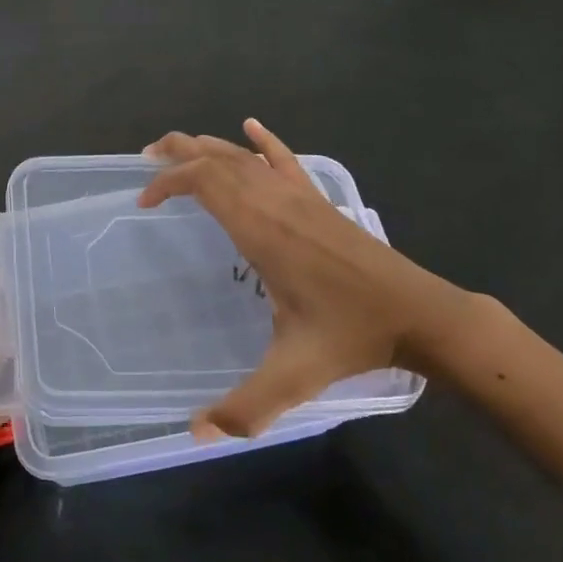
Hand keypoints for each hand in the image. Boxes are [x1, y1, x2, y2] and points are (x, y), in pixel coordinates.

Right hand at [140, 119, 493, 438]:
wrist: (418, 314)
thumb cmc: (351, 336)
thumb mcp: (294, 374)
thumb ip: (246, 407)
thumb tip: (195, 436)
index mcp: (261, 230)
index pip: (204, 182)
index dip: (168, 183)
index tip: (144, 202)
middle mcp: (275, 202)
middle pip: (218, 158)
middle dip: (179, 153)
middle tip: (146, 158)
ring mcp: (300, 196)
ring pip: (245, 156)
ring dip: (209, 146)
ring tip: (179, 146)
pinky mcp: (319, 200)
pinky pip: (286, 160)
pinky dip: (265, 141)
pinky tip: (251, 126)